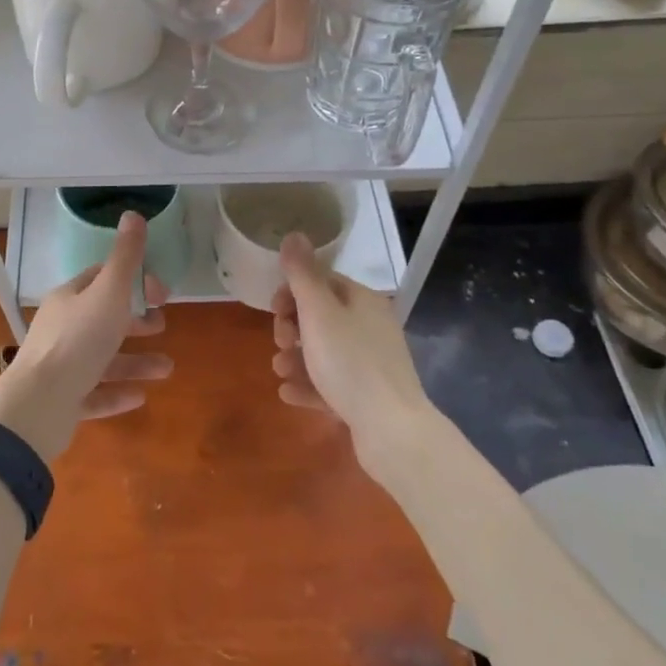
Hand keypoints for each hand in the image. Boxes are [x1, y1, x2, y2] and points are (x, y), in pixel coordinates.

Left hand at [0, 211, 171, 462]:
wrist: (38, 405)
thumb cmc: (78, 341)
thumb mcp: (109, 293)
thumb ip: (125, 258)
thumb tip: (133, 214)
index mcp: (69, 298)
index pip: (101, 279)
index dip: (132, 281)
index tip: (161, 292)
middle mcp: (62, 328)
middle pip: (103, 318)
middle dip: (135, 321)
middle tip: (162, 325)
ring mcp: (60, 367)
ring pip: (103, 359)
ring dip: (135, 361)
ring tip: (167, 368)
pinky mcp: (62, 401)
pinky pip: (94, 393)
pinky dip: (117, 393)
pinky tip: (140, 397)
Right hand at [271, 233, 430, 471]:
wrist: (392, 430)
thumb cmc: (350, 363)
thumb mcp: (319, 312)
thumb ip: (302, 274)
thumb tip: (294, 234)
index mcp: (362, 300)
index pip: (322, 282)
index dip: (292, 292)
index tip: (274, 310)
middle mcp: (369, 326)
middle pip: (320, 317)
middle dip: (291, 328)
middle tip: (280, 342)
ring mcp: (370, 362)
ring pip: (323, 352)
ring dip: (295, 358)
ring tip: (281, 371)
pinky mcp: (367, 395)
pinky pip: (331, 383)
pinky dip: (309, 385)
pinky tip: (289, 394)